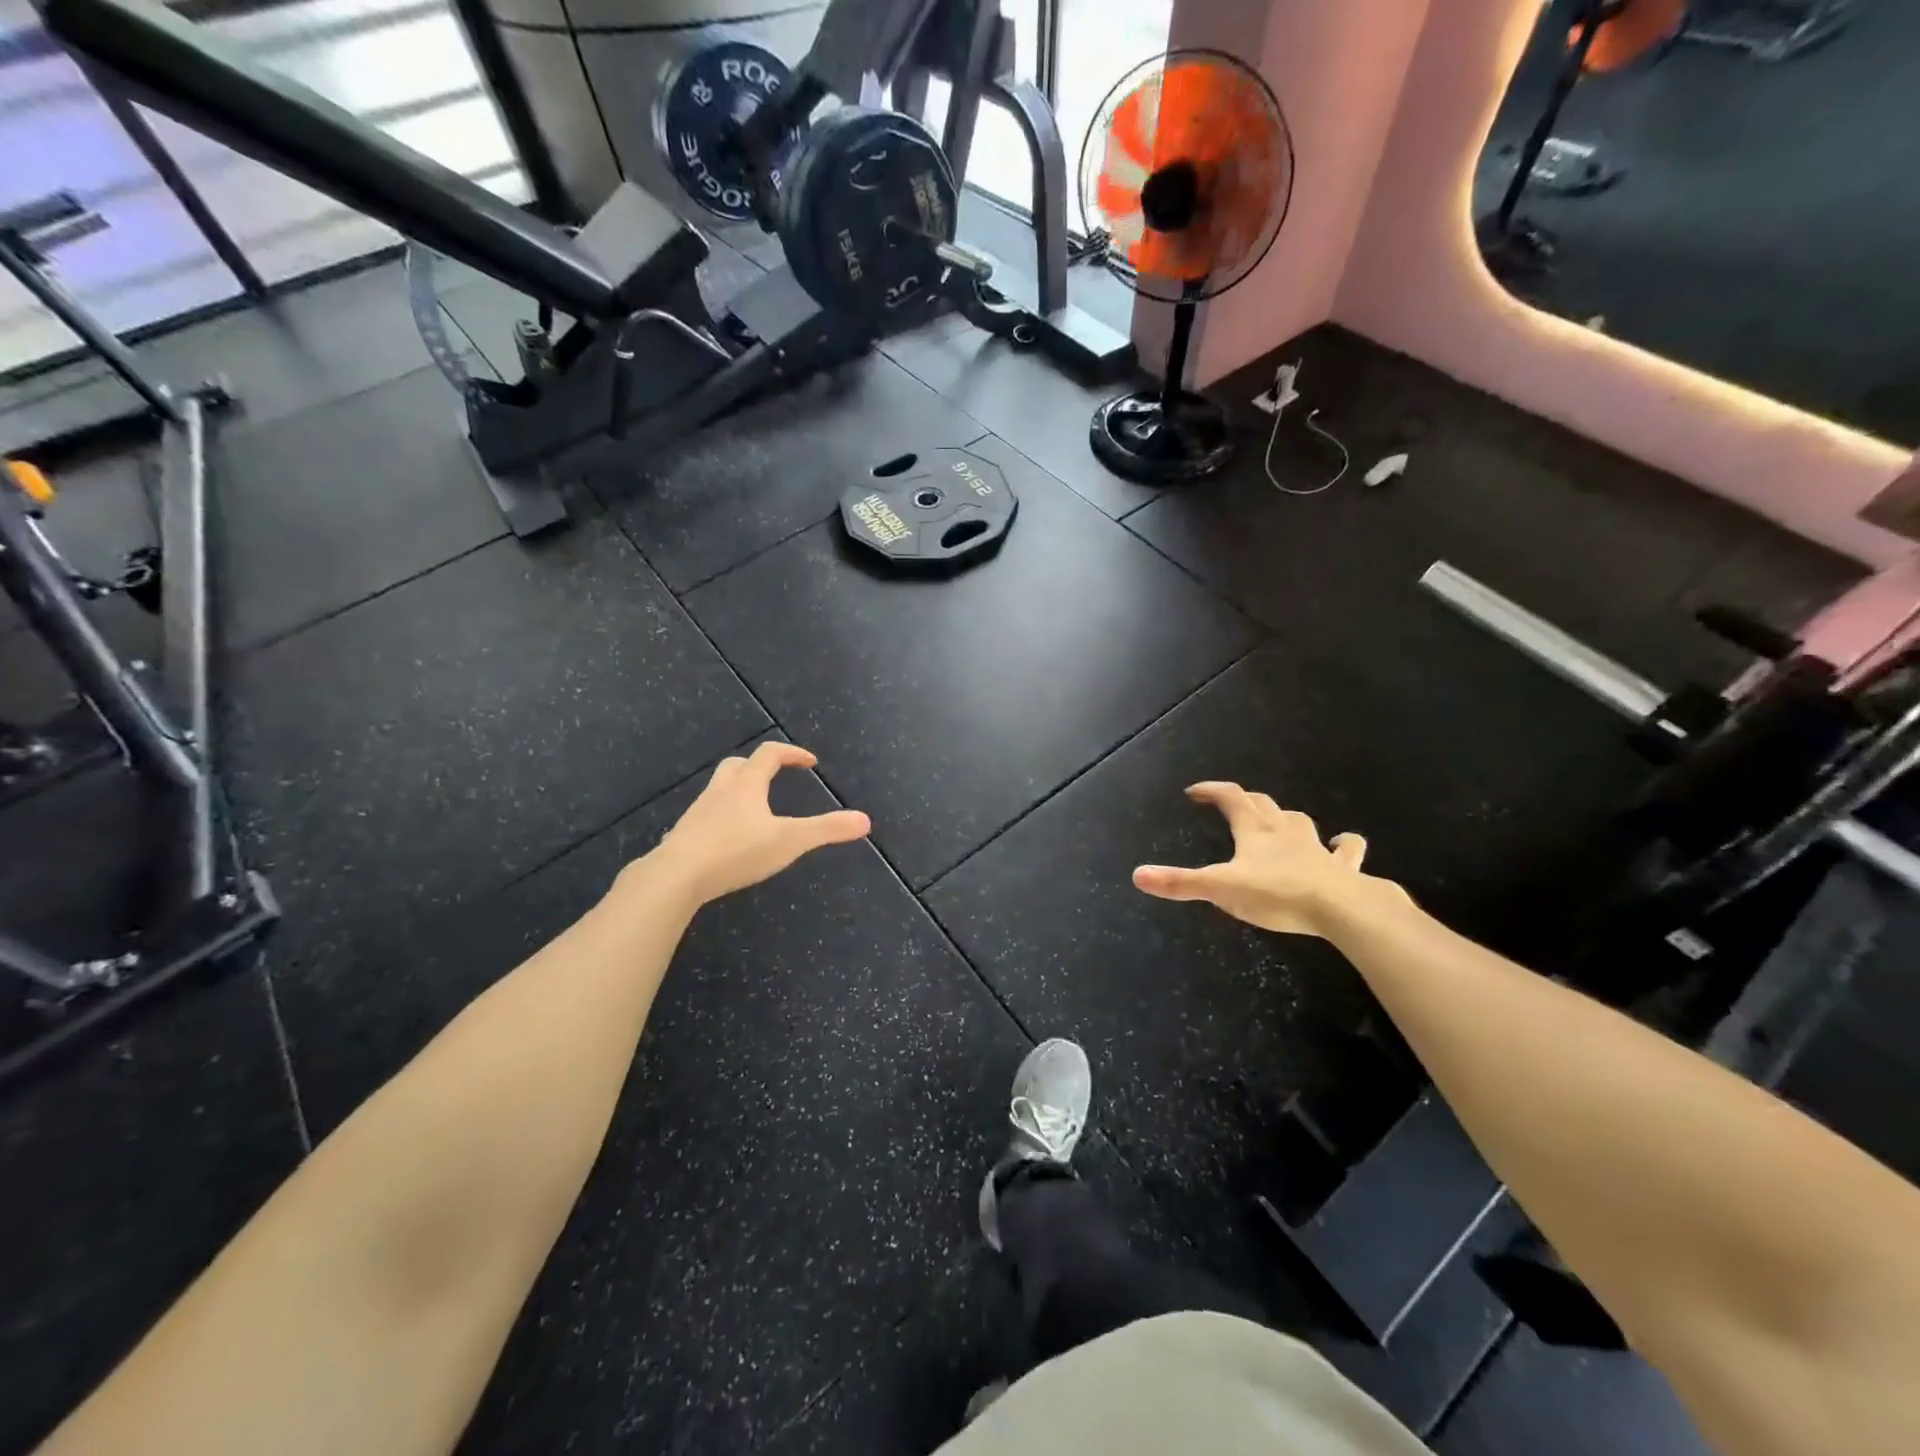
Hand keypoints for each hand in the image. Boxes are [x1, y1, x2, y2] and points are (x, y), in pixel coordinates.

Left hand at [645, 742, 870, 906]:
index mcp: (747, 785)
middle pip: (738, 765)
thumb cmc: (736, 851)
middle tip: (776, 777)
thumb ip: (827, 830)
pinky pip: (707, 816)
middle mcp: (721, 791)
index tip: (810, 762)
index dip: (792, 753)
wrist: (676, 876)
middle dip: (759, 766)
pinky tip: (730, 839)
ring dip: (739, 790)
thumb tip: (865, 820)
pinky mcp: (685, 835)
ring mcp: (699, 812)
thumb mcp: (790, 841)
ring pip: (720, 789)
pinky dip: (723, 817)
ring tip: (756, 810)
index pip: (770, 754)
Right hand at [1132, 782, 1402, 936]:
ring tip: (1279, 820)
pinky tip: (1344, 844)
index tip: (1195, 792)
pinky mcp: (1343, 868)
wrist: (1341, 908)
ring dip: (1286, 818)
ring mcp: (1317, 848)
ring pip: (1299, 821)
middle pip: (1263, 805)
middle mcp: (1284, 832)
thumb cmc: (1276, 894)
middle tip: (1231, 803)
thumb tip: (1138, 875)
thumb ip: (1179, 883)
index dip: (1212, 790)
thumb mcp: (1220, 888)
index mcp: (1254, 831)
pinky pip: (1347, 851)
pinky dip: (1345, 845)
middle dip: (1245, 800)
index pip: (1230, 798)